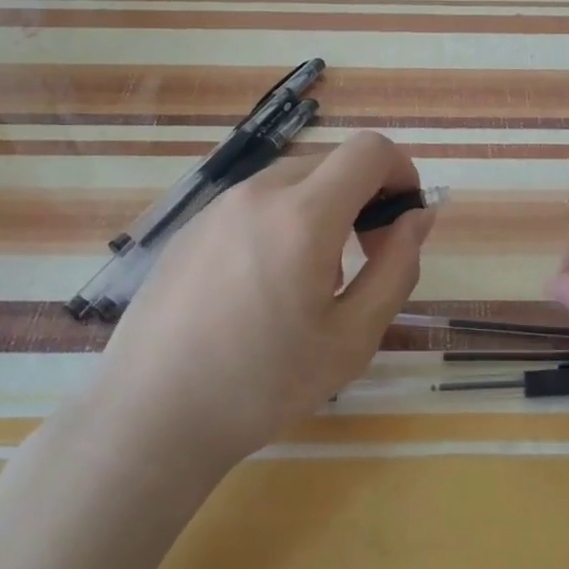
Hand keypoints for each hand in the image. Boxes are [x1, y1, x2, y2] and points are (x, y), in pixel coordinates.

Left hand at [99, 130, 433, 468]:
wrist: (149, 417)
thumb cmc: (262, 384)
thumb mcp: (353, 338)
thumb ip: (397, 267)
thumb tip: (419, 217)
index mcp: (303, 215)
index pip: (369, 151)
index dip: (401, 171)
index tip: (404, 218)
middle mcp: (258, 193)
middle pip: (332, 163)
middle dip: (365, 196)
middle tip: (364, 257)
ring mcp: (217, 207)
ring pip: (292, 181)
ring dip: (323, 209)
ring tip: (312, 279)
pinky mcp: (190, 227)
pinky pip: (255, 203)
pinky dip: (282, 221)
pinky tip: (263, 285)